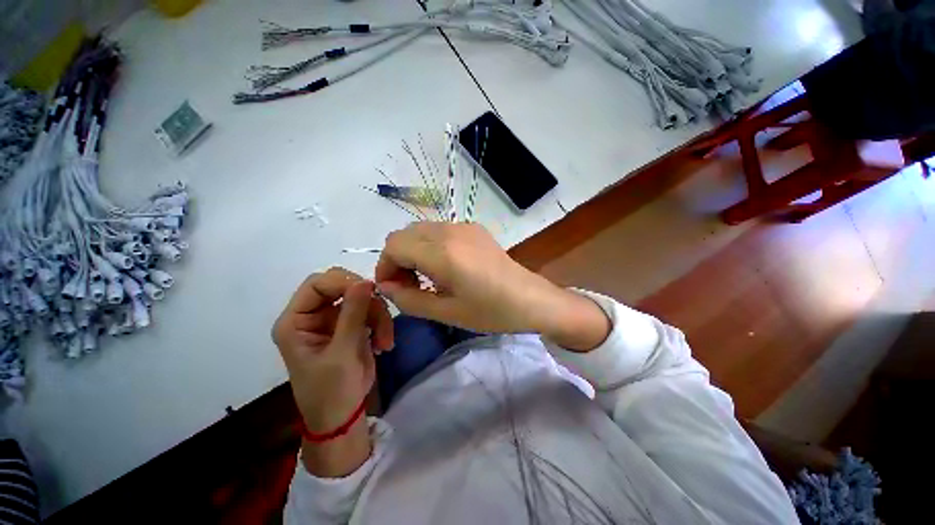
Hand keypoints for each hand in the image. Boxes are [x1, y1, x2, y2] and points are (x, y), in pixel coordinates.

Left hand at [272, 268, 392, 434]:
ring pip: (362, 298)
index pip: (317, 284)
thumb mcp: (342, 352)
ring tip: (386, 341)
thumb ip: (353, 314)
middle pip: (341, 286)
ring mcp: (334, 320)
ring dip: (379, 315)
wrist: (343, 416)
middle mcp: (313, 315)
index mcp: (296, 321)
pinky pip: (371, 311)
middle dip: (366, 300)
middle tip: (381, 314)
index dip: (343, 283)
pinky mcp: (351, 326)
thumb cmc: (332, 390)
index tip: (370, 292)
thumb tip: (366, 280)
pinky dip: (382, 323)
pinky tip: (384, 344)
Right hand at [375, 222, 610, 349]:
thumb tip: (385, 287)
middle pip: (404, 234)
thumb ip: (409, 299)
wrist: (530, 298)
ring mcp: (463, 226)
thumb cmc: (491, 311)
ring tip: (426, 277)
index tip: (394, 289)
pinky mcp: (473, 228)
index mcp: (442, 252)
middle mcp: (450, 231)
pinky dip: (429, 246)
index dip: (385, 267)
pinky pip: (439, 231)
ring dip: (413, 251)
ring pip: (420, 230)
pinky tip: (445, 266)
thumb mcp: (446, 312)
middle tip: (409, 285)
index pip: (394, 245)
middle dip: (397, 259)